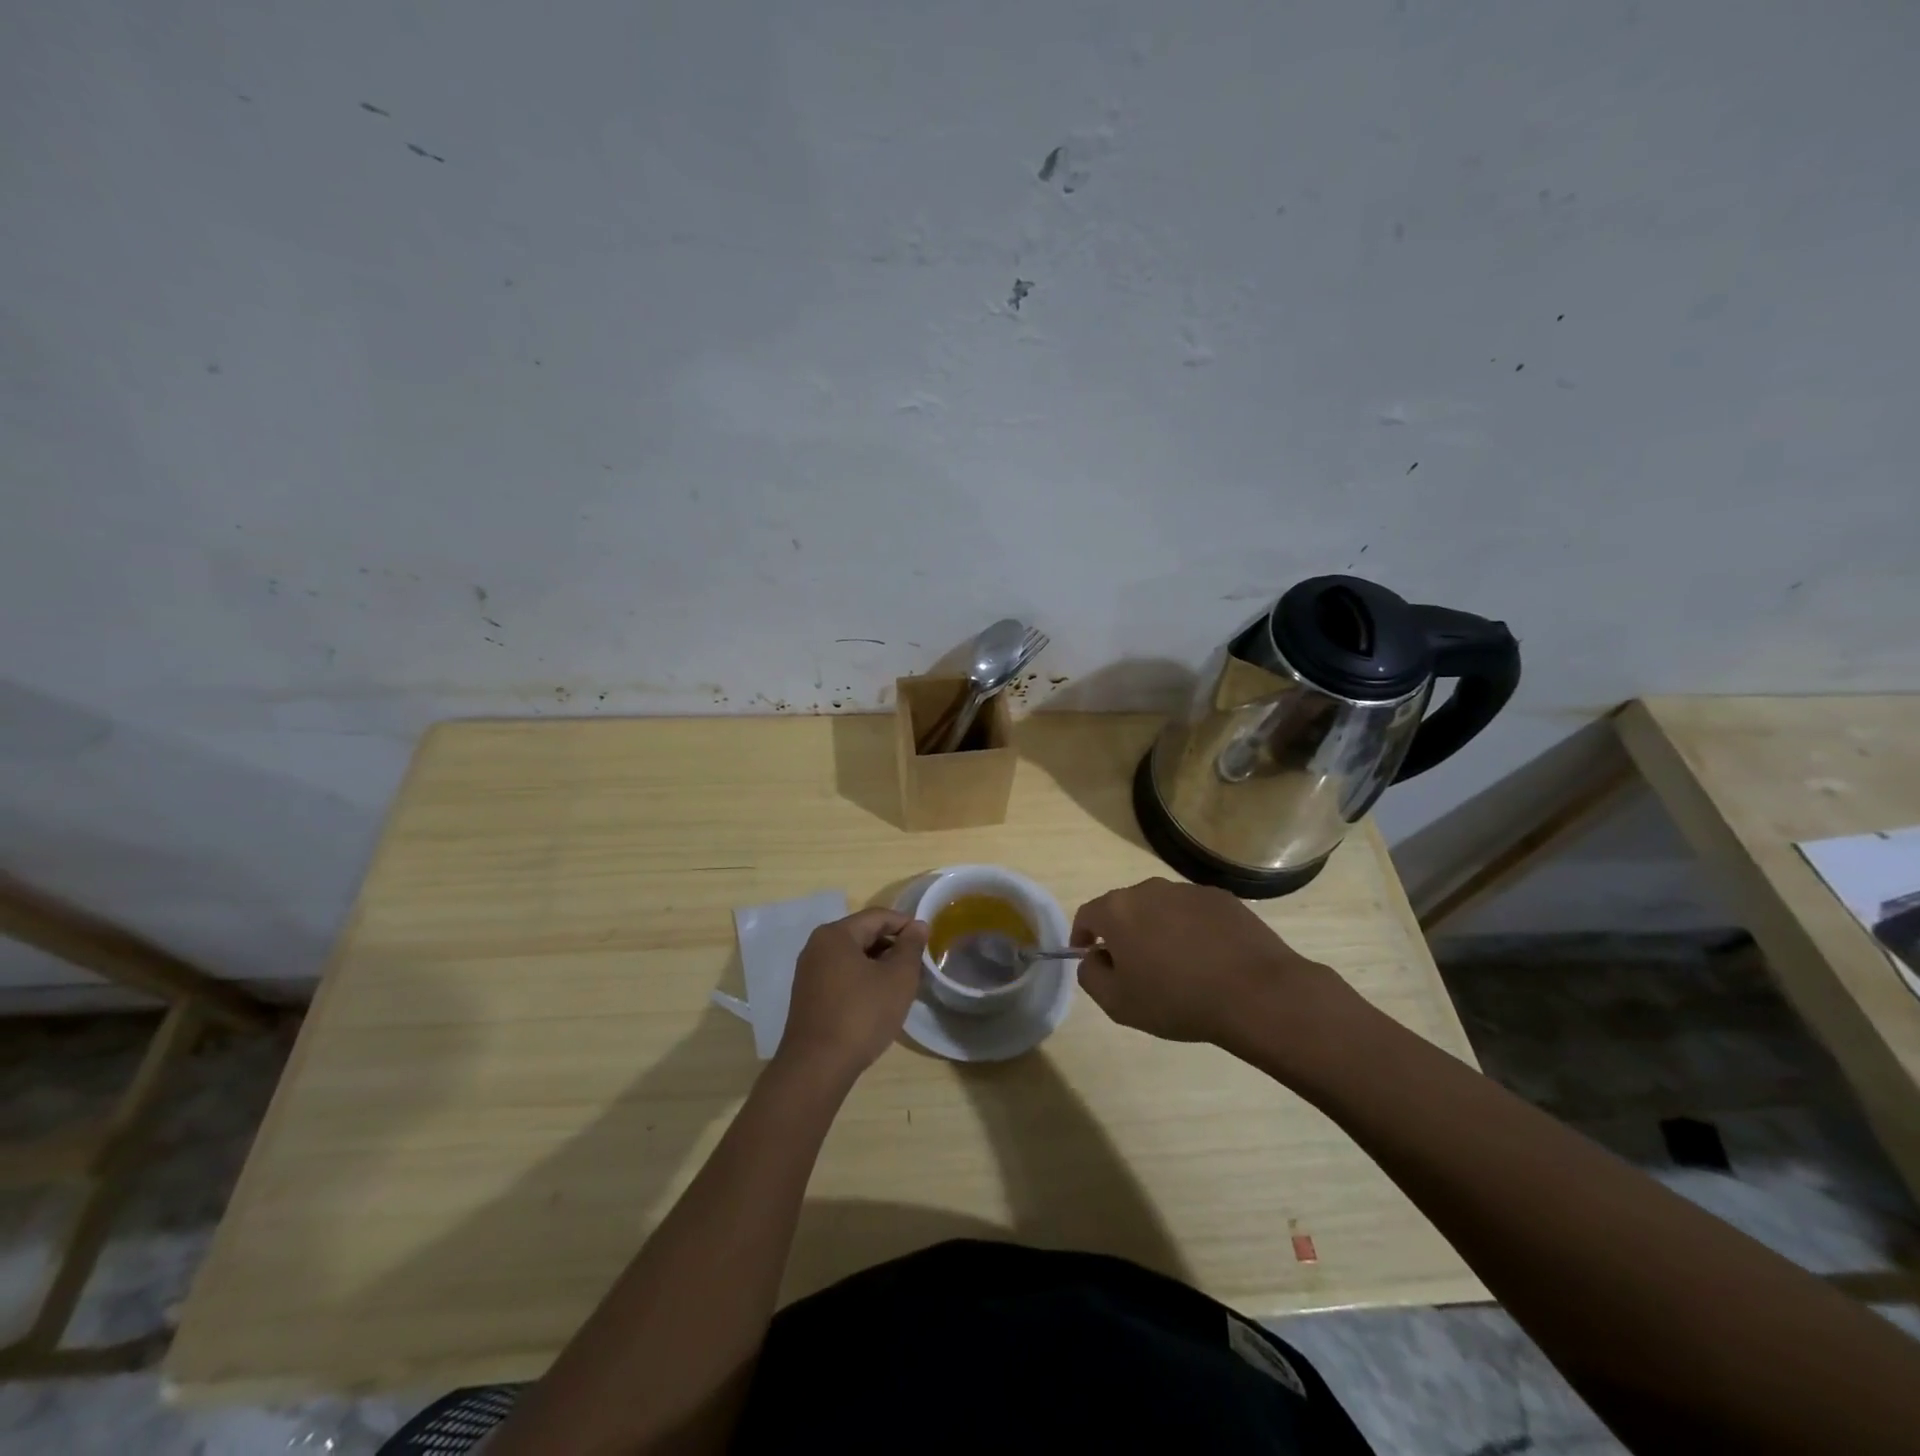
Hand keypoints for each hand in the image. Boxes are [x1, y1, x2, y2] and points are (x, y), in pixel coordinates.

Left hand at [777, 908, 927, 1079]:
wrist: (817, 1067)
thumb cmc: (861, 1015)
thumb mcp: (897, 978)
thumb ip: (911, 947)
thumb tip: (918, 925)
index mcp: (836, 934)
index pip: (878, 916)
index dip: (906, 924)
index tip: (928, 940)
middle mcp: (817, 946)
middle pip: (863, 934)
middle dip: (893, 946)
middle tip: (917, 965)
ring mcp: (809, 972)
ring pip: (852, 957)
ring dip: (879, 964)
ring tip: (902, 984)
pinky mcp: (808, 996)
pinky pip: (841, 975)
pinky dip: (862, 979)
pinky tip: (878, 1000)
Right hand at [1071, 878, 1350, 1055]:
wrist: (1255, 993)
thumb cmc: (1177, 1000)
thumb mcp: (1118, 1003)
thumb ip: (1091, 976)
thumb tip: (1094, 959)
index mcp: (1118, 910)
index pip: (1087, 914)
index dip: (1082, 935)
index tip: (1088, 956)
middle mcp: (1149, 889)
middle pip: (1124, 908)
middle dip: (1122, 933)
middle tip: (1134, 966)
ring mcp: (1188, 890)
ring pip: (1160, 908)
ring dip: (1157, 929)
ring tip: (1175, 965)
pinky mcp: (1221, 898)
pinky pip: (1193, 912)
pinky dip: (1190, 929)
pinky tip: (1207, 959)